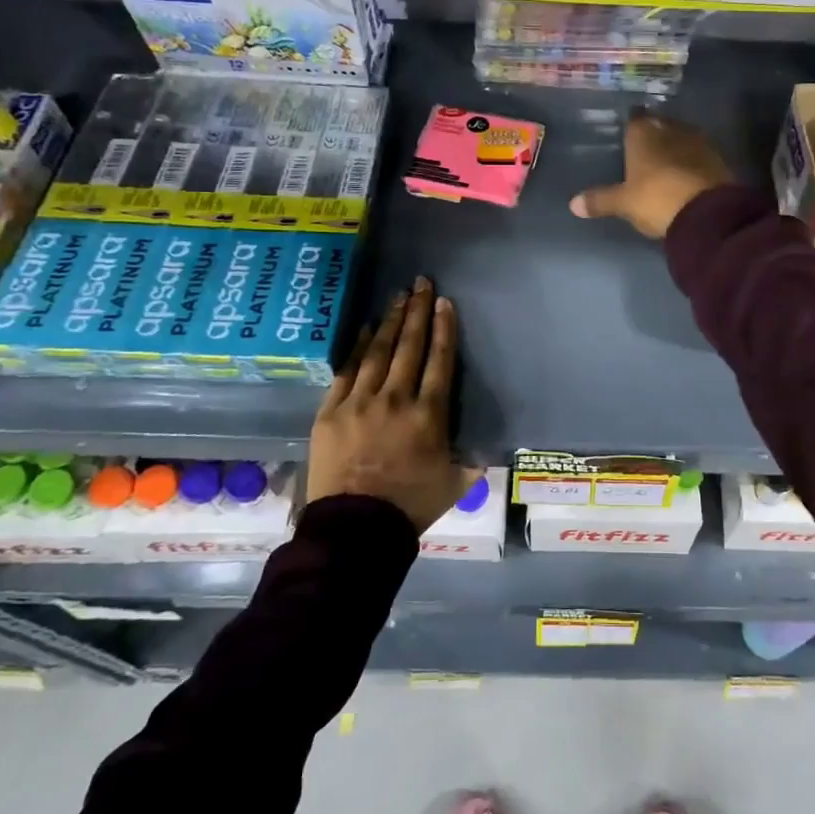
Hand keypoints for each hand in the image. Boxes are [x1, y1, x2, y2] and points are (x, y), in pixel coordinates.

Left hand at [308, 277, 471, 533]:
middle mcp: (396, 399)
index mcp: (429, 415)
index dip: (444, 328)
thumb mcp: (453, 485)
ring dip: (391, 321)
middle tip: (421, 283)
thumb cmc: (409, 507)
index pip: (440, 361)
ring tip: (398, 296)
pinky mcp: (330, 412)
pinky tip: (366, 328)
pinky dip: (357, 346)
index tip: (444, 302)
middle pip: (409, 346)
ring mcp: (359, 402)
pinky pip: (346, 370)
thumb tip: (484, 453)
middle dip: (418, 311)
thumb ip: (470, 463)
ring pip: (378, 351)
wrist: (354, 530)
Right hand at [570, 112, 733, 239]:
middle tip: (645, 150)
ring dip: (675, 146)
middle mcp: (670, 129)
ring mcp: (697, 141)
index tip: (629, 136)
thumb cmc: (656, 199)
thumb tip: (572, 205)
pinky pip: (699, 154)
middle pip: (660, 125)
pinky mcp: (717, 158)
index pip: (635, 120)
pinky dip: (692, 160)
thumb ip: (600, 200)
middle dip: (654, 135)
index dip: (632, 127)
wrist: (706, 211)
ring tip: (666, 162)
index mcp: (643, 133)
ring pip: (681, 137)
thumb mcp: (624, 203)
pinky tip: (687, 174)